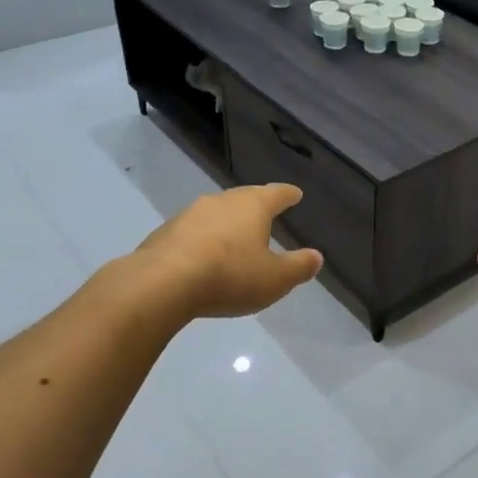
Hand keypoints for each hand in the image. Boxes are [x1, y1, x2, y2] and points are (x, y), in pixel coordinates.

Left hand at [135, 184, 322, 318]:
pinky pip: (193, 231)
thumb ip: (298, 267)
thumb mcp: (275, 279)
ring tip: (235, 235)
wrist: (161, 284)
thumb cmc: (229, 276)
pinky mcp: (165, 232)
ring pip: (216, 212)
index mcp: (253, 206)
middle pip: (244, 197)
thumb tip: (316, 256)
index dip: (288, 195)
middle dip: (257, 204)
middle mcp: (222, 201)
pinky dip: (203, 238)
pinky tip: (203, 254)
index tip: (295, 194)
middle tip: (266, 211)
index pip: (276, 193)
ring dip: (227, 221)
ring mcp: (189, 214)